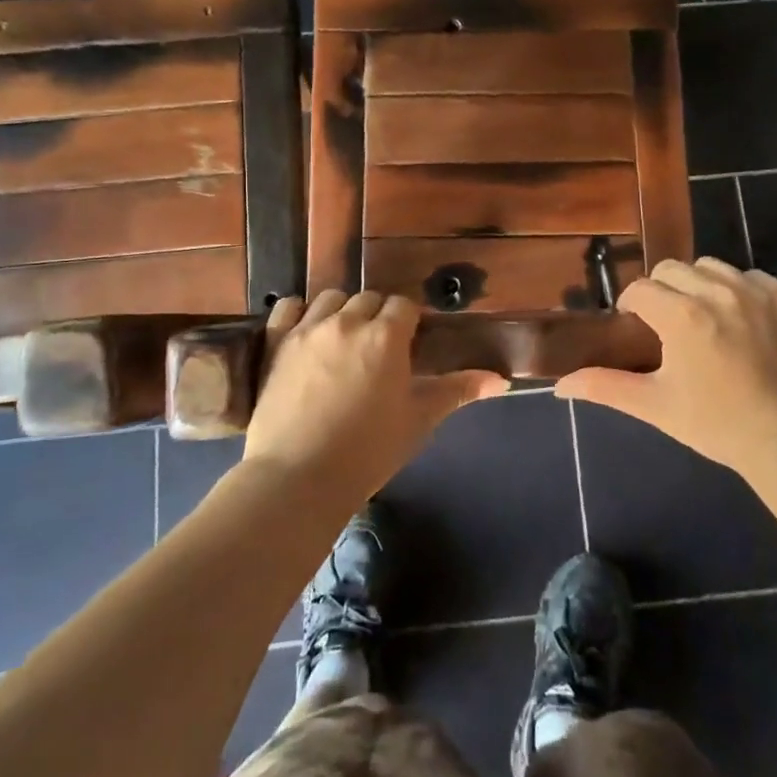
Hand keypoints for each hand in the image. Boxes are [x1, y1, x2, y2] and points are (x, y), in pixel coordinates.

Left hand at [242, 290, 505, 498]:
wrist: (298, 478)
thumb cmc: (368, 452)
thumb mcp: (418, 420)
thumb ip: (457, 391)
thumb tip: (501, 380)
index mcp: (386, 336)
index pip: (404, 306)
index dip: (410, 321)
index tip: (410, 342)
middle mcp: (347, 322)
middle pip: (369, 298)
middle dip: (378, 315)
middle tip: (379, 348)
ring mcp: (307, 329)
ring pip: (331, 298)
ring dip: (343, 310)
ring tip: (344, 338)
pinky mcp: (276, 343)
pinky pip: (288, 307)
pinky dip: (299, 312)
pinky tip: (306, 330)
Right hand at [555, 258, 776, 477]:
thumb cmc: (715, 424)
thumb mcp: (654, 406)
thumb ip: (605, 386)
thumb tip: (560, 384)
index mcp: (681, 316)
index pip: (640, 289)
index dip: (631, 306)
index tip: (636, 327)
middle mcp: (716, 292)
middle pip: (672, 269)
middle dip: (661, 290)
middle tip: (666, 323)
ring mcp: (755, 291)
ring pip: (710, 266)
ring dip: (698, 284)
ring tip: (702, 315)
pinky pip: (750, 275)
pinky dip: (738, 288)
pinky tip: (739, 316)